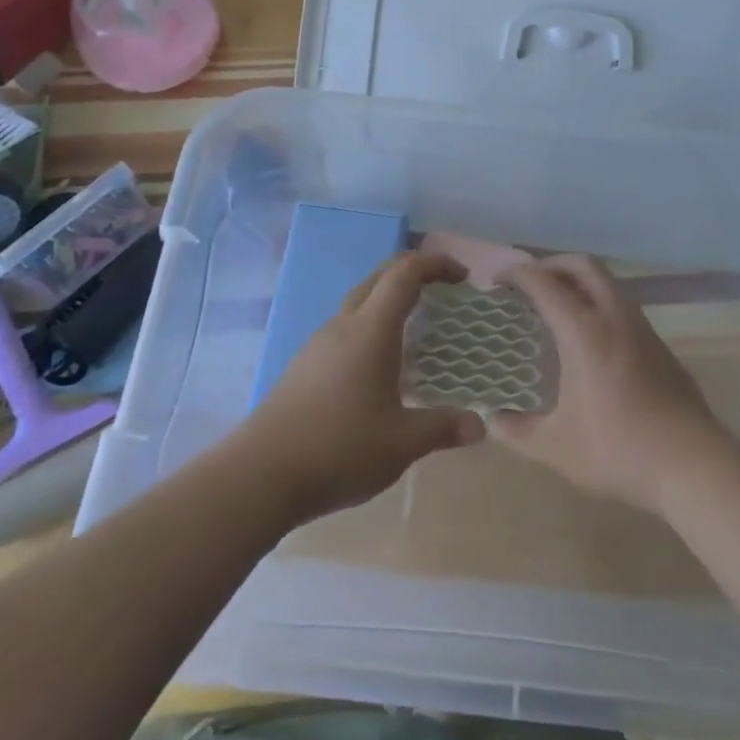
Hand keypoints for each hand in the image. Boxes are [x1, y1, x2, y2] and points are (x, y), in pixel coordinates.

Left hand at [241, 251, 484, 525]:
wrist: (259, 475)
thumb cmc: (339, 449)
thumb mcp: (402, 443)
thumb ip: (442, 428)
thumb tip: (480, 425)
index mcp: (370, 331)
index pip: (405, 274)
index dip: (435, 264)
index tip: (462, 277)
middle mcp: (343, 325)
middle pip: (379, 277)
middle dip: (413, 273)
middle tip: (443, 291)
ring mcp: (317, 344)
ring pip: (358, 302)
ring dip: (388, 299)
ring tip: (415, 327)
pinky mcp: (303, 365)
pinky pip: (343, 327)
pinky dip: (369, 326)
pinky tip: (377, 364)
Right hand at [490, 255, 729, 516]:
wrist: (693, 465)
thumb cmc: (618, 450)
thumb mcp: (556, 447)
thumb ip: (517, 431)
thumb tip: (492, 420)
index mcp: (584, 332)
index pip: (544, 283)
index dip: (517, 274)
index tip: (497, 280)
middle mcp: (614, 317)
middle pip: (583, 266)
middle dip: (552, 265)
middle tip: (529, 284)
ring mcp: (642, 329)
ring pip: (608, 284)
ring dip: (579, 283)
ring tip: (556, 308)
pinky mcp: (659, 346)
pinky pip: (622, 306)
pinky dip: (598, 304)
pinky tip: (589, 340)